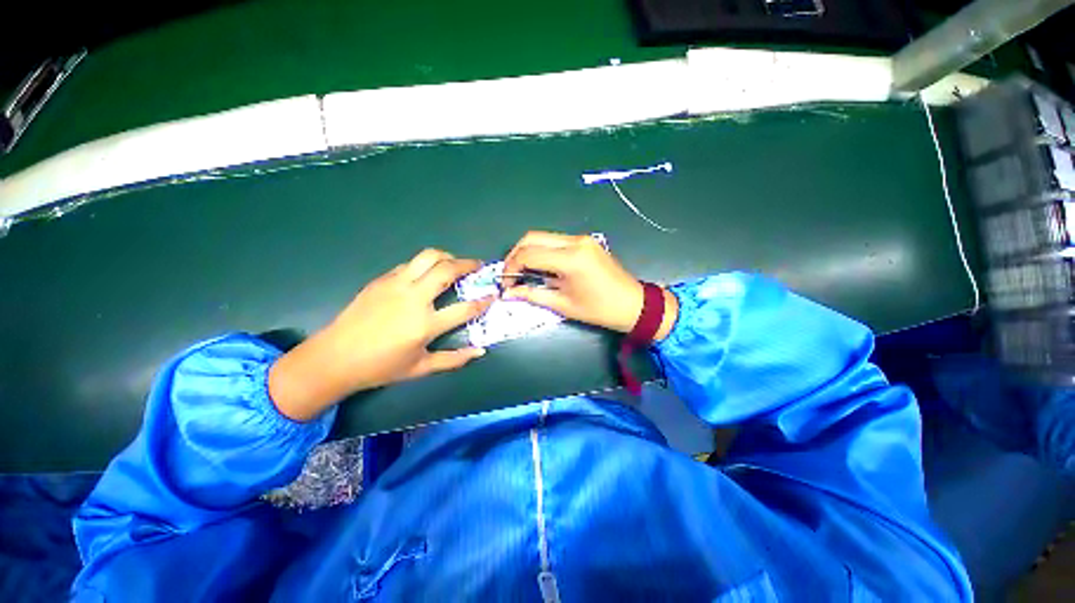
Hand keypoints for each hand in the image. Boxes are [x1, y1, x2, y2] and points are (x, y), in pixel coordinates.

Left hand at [268, 249, 492, 420]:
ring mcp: (396, 285)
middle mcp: (413, 299)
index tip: (493, 295)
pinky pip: (409, 264)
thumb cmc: (380, 367)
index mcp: (425, 324)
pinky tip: (426, 274)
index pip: (465, 308)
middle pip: (447, 270)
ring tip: (454, 263)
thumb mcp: (421, 368)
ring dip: (446, 256)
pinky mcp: (382, 280)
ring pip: (427, 257)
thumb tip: (480, 351)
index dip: (484, 301)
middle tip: (478, 266)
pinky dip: (424, 264)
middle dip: (468, 264)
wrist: (334, 357)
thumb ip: (454, 360)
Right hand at [502, 231, 677, 336]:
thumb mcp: (563, 305)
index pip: (529, 254)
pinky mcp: (585, 241)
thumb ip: (532, 295)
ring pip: (543, 237)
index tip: (505, 281)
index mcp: (570, 258)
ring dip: (528, 251)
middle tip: (509, 274)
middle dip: (515, 254)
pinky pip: (556, 241)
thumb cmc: (599, 310)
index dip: (511, 267)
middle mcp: (575, 241)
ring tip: (522, 272)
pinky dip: (543, 251)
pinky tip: (540, 267)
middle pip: (532, 237)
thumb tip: (508, 293)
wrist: (633, 304)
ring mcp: (581, 239)